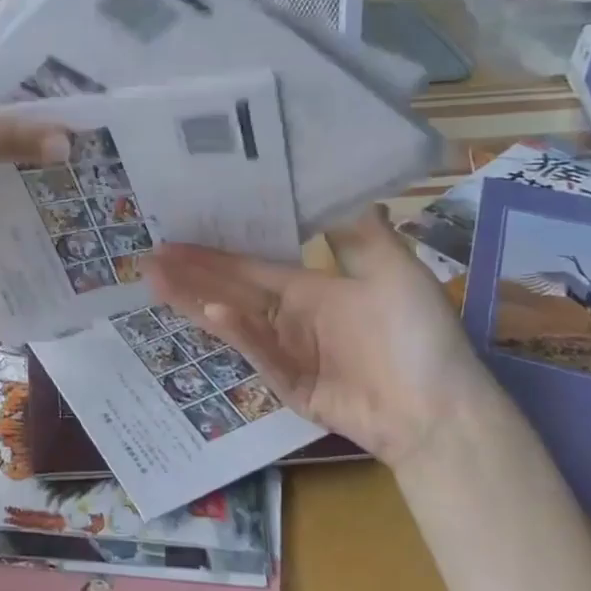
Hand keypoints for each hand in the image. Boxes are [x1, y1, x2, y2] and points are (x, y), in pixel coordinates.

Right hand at [145, 209, 491, 467]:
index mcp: (308, 288)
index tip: (174, 235)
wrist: (444, 410)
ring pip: (232, 320)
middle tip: (146, 258)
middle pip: (230, 289)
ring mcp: (286, 352)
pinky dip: (239, 333)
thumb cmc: (420, 335)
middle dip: (189, 274)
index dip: (212, 251)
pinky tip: (214, 311)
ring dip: (194, 301)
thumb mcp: (393, 269)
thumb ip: (357, 229)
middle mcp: (289, 316)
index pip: (249, 265)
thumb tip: (334, 180)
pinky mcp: (289, 385)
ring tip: (154, 282)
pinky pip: (261, 352)